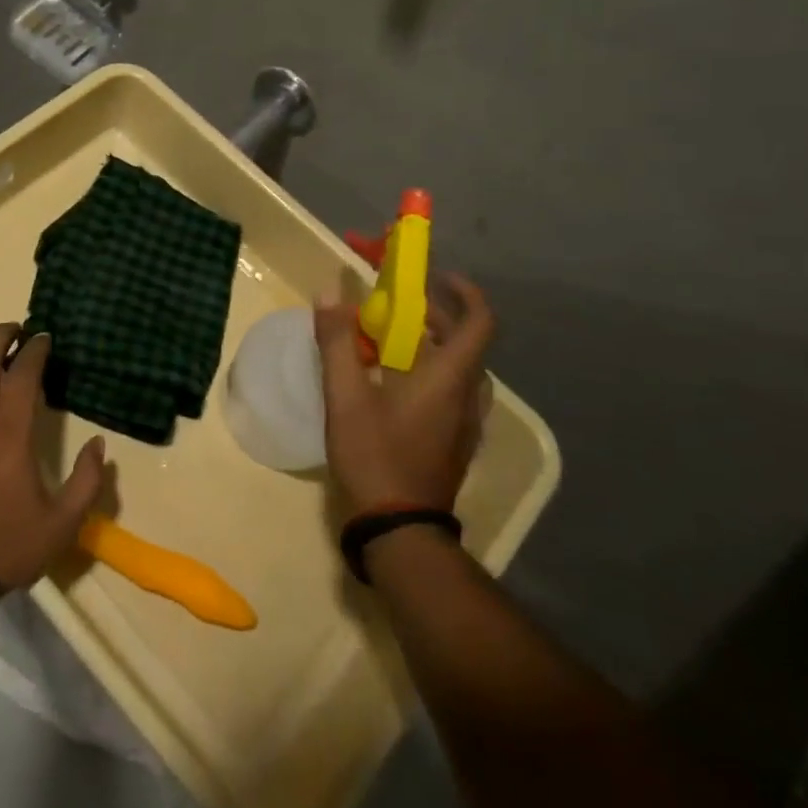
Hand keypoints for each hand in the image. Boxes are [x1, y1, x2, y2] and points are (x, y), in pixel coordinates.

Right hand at [314, 275, 494, 513]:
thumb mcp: (345, 396)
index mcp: (449, 378)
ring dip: (430, 344)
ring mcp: (464, 423)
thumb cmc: (375, 455)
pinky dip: (428, 371)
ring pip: (456, 368)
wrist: (399, 529)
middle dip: (433, 315)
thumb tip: (328, 294)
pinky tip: (390, 383)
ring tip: (388, 341)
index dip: (465, 293)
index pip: (479, 323)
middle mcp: (467, 396)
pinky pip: (449, 391)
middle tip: (396, 306)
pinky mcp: (454, 442)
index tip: (438, 277)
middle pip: (464, 342)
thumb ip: (337, 342)